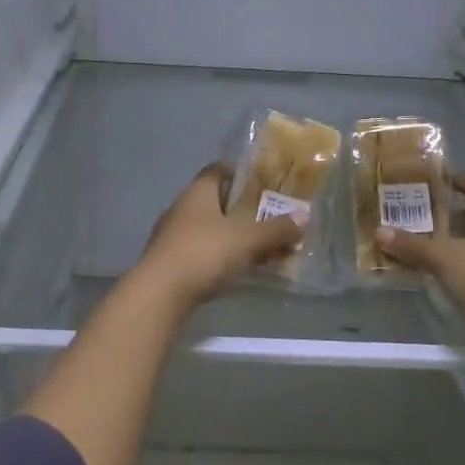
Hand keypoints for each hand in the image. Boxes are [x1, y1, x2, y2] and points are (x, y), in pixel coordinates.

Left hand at [132, 163, 306, 309]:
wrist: (159, 294)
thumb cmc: (204, 253)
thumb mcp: (247, 240)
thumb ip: (276, 229)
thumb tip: (304, 216)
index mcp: (198, 192)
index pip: (217, 170)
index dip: (239, 172)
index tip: (263, 181)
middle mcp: (182, 208)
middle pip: (215, 201)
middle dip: (242, 208)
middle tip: (270, 216)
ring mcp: (173, 236)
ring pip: (210, 228)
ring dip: (233, 235)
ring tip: (261, 246)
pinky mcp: (170, 262)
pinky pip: (202, 251)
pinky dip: (221, 255)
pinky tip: (238, 268)